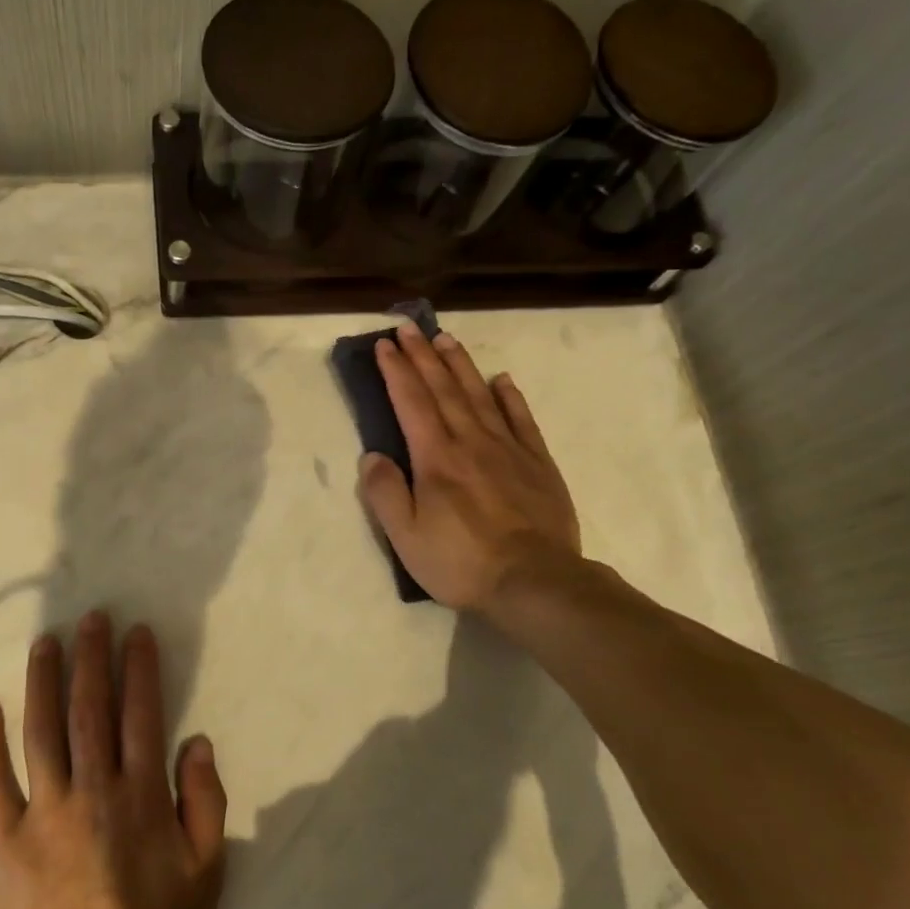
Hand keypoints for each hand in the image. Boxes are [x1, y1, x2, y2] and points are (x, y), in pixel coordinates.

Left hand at [0, 612, 227, 908]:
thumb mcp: (205, 874)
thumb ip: (205, 804)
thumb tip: (198, 743)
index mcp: (140, 793)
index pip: (141, 713)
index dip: (140, 668)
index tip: (136, 632)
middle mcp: (92, 787)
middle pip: (90, 707)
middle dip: (91, 657)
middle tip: (91, 617)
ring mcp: (43, 809)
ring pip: (41, 730)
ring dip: (43, 680)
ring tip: (45, 641)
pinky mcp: (4, 836)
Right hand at [358, 323, 583, 619]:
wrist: (535, 581)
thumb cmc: (461, 562)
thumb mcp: (406, 537)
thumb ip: (385, 493)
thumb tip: (372, 456)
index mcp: (436, 458)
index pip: (411, 402)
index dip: (396, 371)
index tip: (384, 344)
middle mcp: (471, 441)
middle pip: (443, 388)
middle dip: (423, 355)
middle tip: (409, 327)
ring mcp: (508, 449)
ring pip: (480, 395)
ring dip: (460, 364)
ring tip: (445, 339)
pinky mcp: (537, 462)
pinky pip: (521, 419)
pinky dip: (509, 396)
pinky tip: (501, 380)